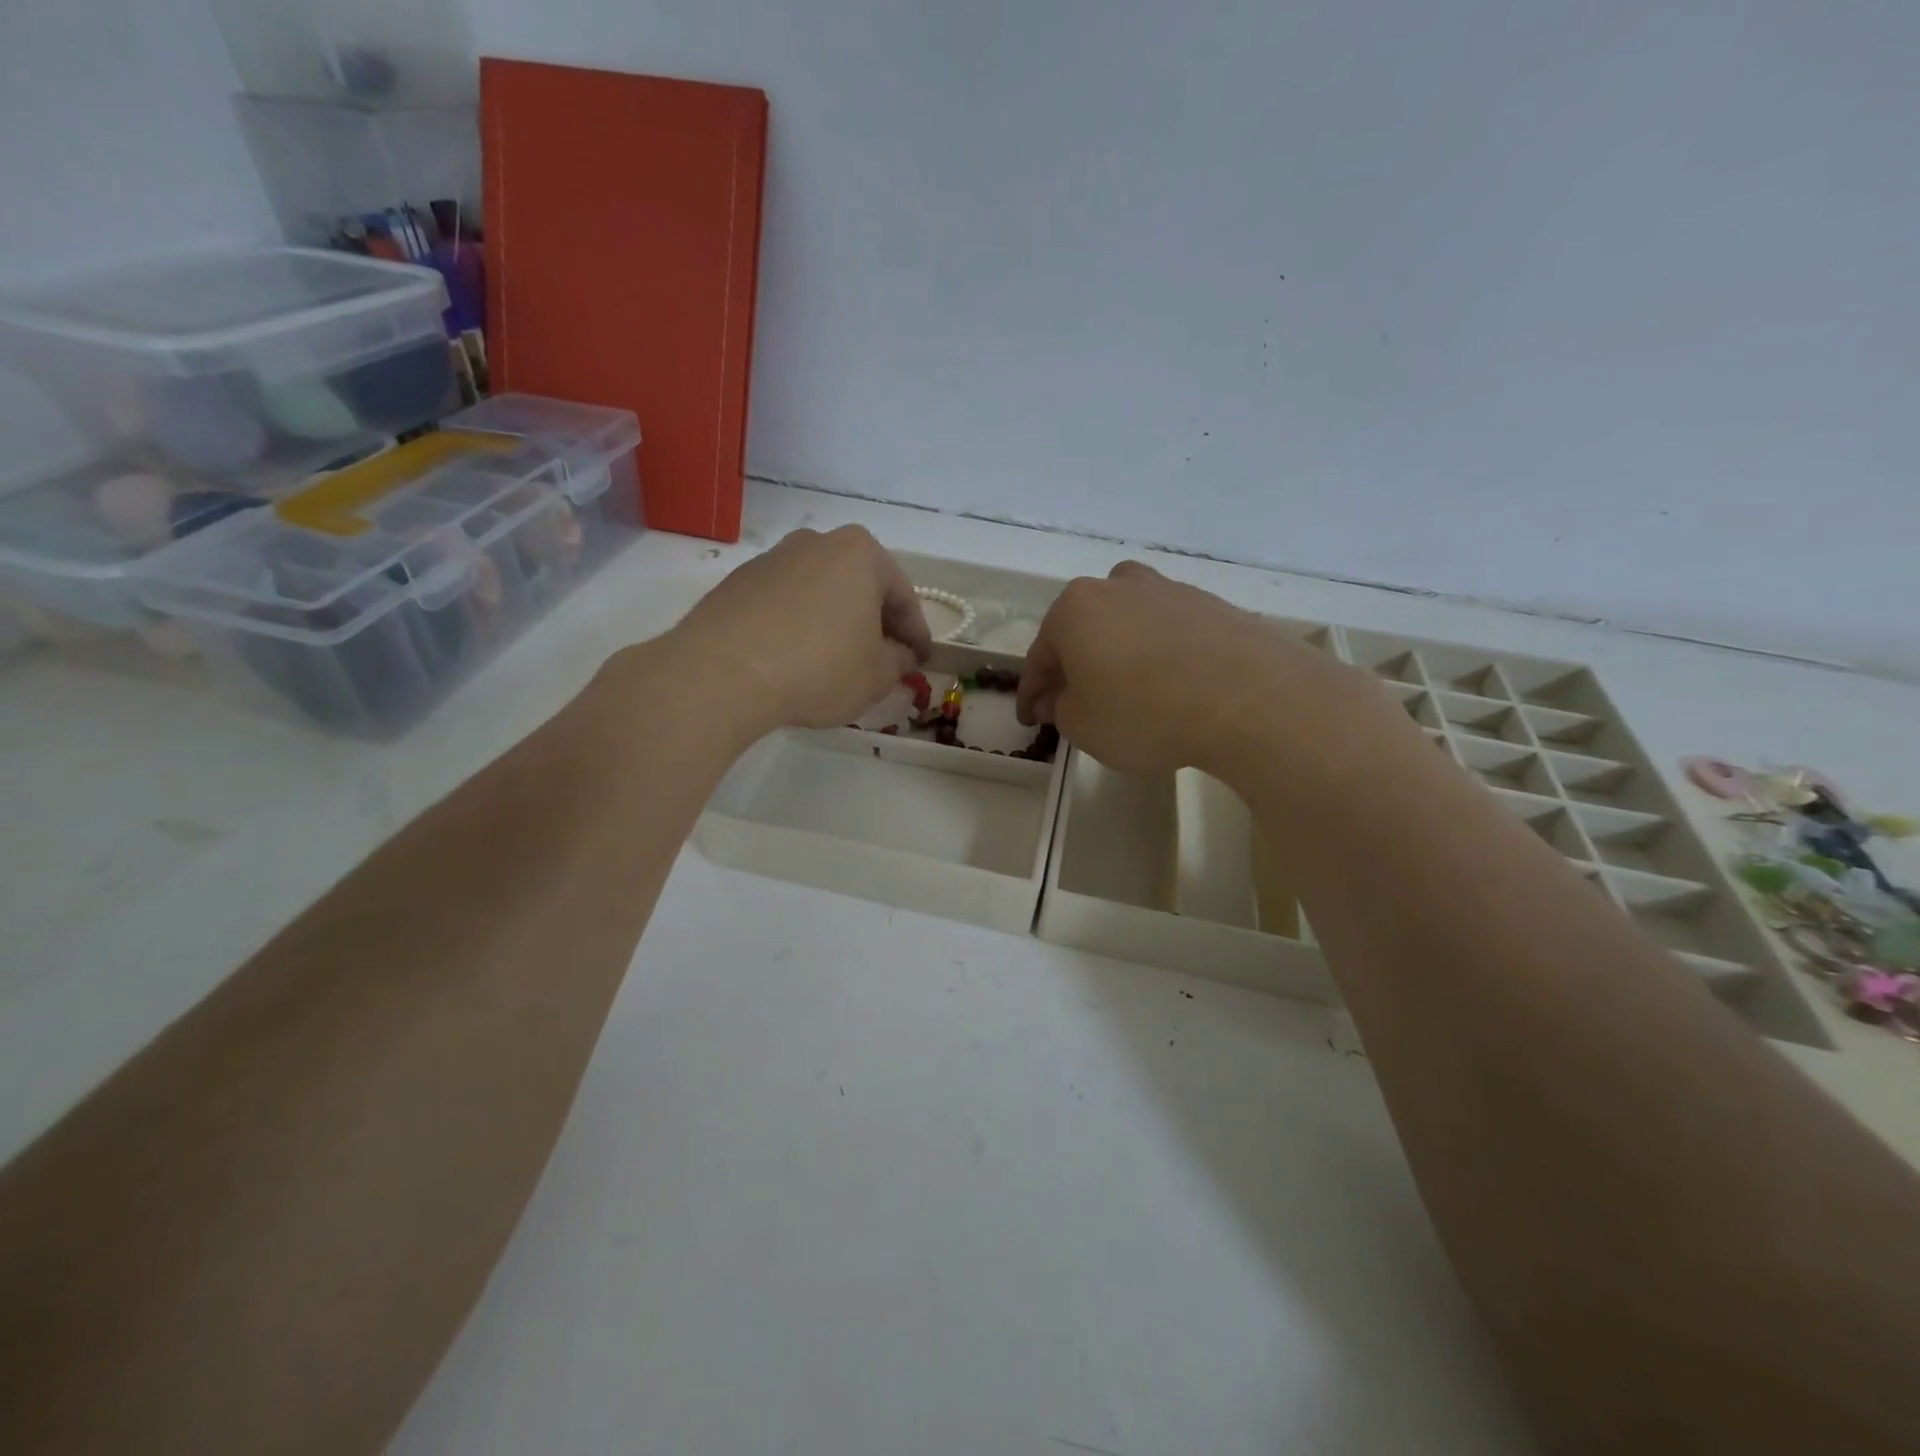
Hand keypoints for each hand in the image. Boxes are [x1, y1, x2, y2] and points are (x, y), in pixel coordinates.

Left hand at [668, 526, 931, 738]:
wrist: (720, 674)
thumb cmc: (817, 668)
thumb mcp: (876, 675)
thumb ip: (898, 661)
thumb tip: (900, 654)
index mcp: (860, 553)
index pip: (903, 597)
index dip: (917, 634)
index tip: (922, 661)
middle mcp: (816, 543)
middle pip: (860, 586)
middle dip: (875, 622)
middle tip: (884, 658)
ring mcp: (772, 559)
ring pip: (820, 593)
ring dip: (835, 622)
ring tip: (837, 660)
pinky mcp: (737, 583)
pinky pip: (784, 604)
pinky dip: (798, 626)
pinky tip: (795, 658)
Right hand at [1017, 561, 1367, 776]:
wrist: (1249, 698)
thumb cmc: (1145, 712)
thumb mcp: (1082, 726)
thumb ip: (1060, 709)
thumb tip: (1061, 697)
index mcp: (1075, 608)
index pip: (1040, 656)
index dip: (1031, 693)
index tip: (1028, 719)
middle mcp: (1117, 586)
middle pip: (1082, 632)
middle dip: (1073, 668)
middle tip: (1072, 704)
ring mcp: (1168, 590)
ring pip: (1126, 626)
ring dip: (1116, 656)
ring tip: (1124, 692)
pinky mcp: (1211, 604)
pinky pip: (1167, 633)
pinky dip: (1157, 655)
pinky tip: (1168, 685)